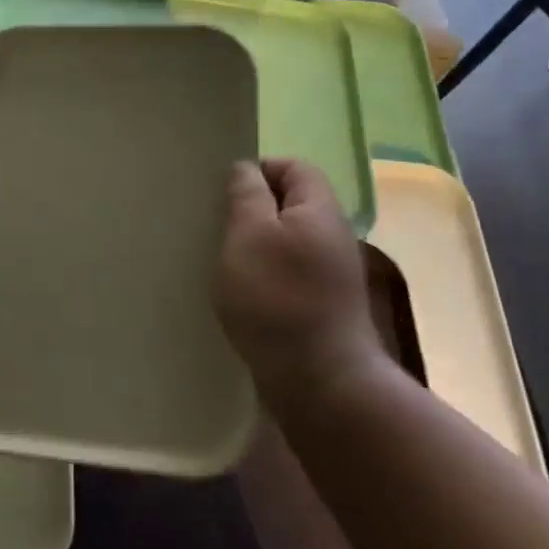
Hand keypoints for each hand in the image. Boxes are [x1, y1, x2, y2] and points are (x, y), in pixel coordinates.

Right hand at [216, 159, 389, 411]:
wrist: (321, 381)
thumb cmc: (277, 298)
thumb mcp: (249, 235)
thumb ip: (246, 195)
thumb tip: (246, 168)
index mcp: (319, 209)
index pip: (293, 166)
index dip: (258, 169)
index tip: (223, 191)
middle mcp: (332, 235)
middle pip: (291, 203)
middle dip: (253, 208)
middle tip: (216, 223)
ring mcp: (331, 273)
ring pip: (288, 239)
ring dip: (256, 244)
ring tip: (223, 258)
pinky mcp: (322, 306)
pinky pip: (289, 272)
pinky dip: (265, 274)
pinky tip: (241, 292)